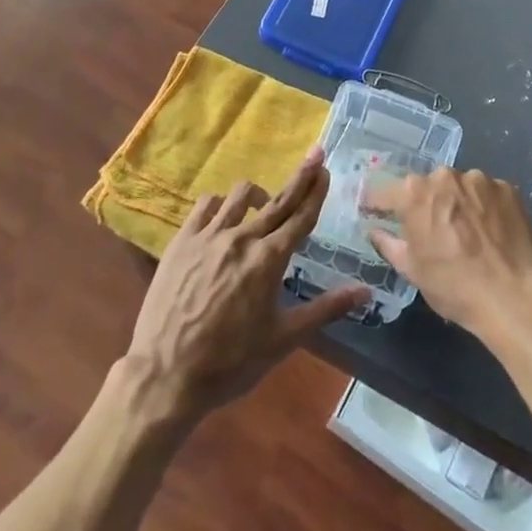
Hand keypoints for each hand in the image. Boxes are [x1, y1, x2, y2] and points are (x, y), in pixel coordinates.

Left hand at [122, 147, 368, 426]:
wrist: (166, 374)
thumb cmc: (230, 362)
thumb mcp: (283, 339)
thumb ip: (325, 310)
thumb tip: (366, 293)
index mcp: (269, 260)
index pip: (300, 216)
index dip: (315, 191)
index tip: (325, 168)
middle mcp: (242, 238)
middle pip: (278, 199)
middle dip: (299, 178)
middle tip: (314, 156)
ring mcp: (209, 235)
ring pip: (239, 195)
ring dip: (258, 194)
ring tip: (263, 204)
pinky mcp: (182, 240)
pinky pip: (206, 205)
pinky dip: (220, 205)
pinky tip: (223, 216)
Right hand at [366, 168, 531, 344]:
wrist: (514, 294)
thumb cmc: (454, 285)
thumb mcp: (412, 270)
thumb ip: (388, 244)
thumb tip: (376, 230)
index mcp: (415, 192)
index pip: (385, 192)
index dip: (377, 204)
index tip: (373, 212)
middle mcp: (445, 175)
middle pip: (426, 186)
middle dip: (425, 204)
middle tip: (431, 230)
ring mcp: (479, 179)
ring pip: (459, 187)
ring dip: (457, 203)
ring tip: (467, 233)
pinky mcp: (507, 188)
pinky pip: (486, 194)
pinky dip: (484, 207)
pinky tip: (490, 232)